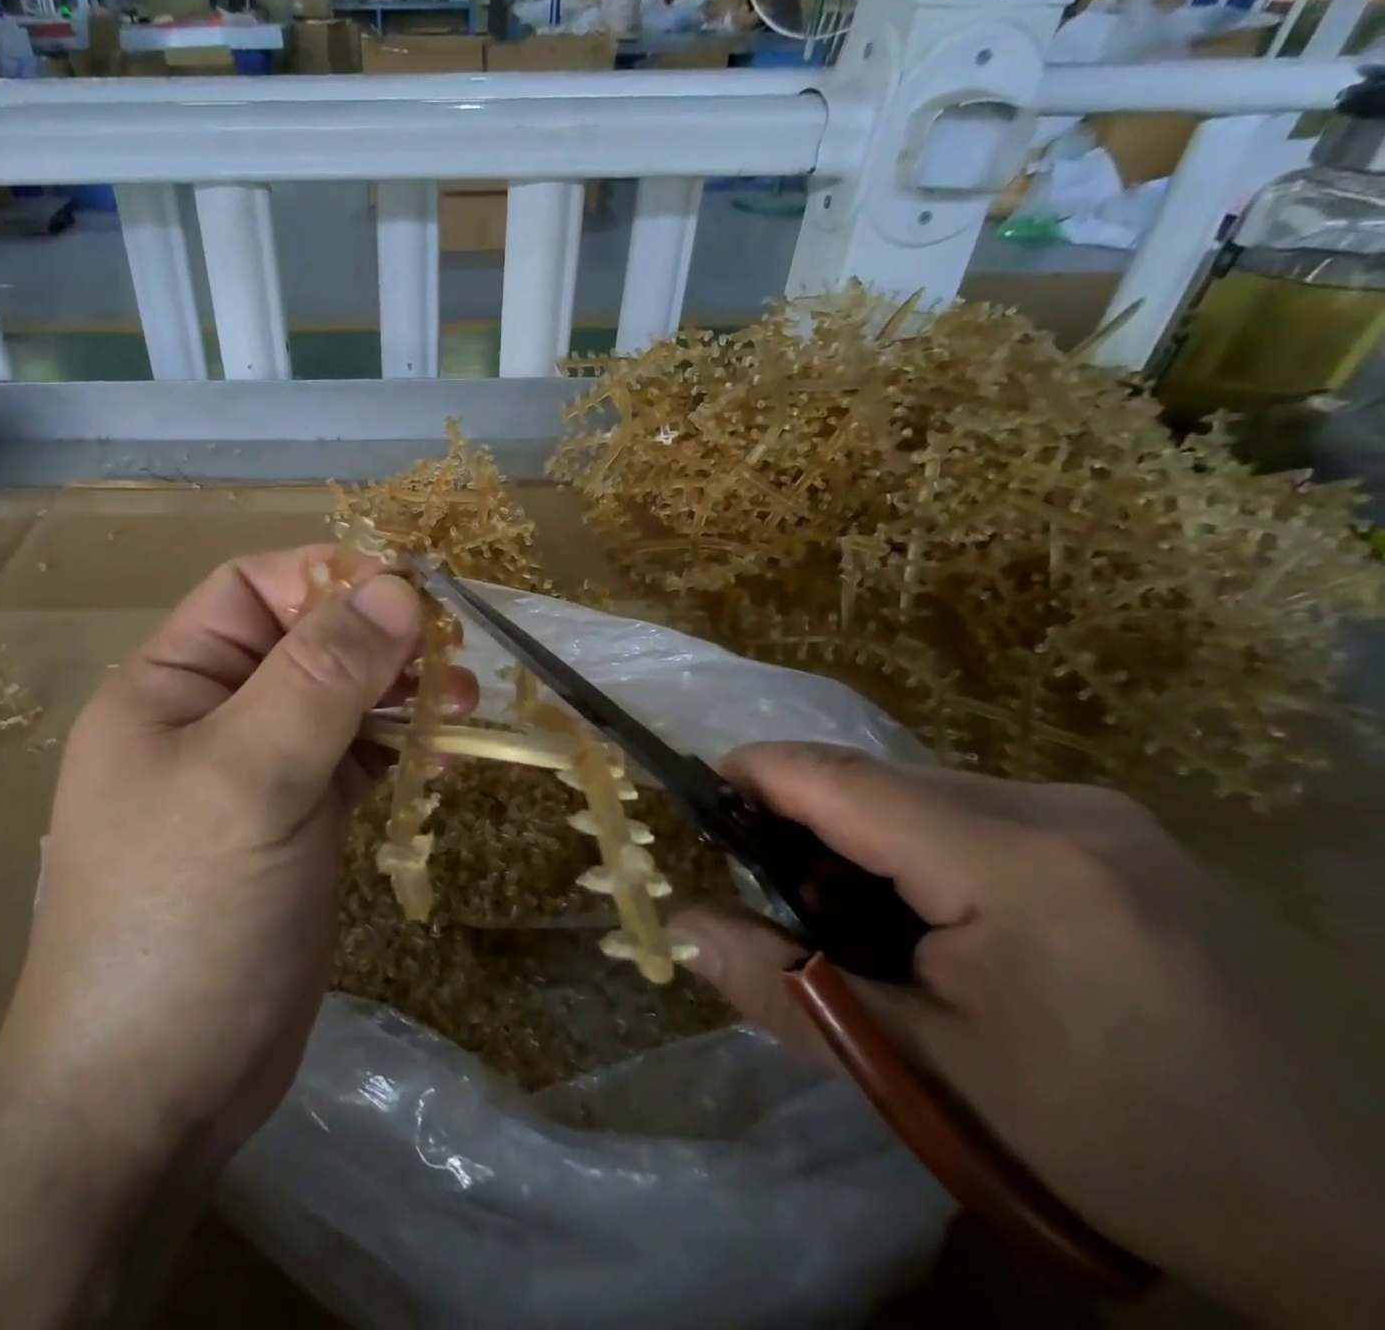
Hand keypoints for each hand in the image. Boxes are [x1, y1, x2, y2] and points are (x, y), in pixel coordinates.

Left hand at [0, 546, 462, 1174]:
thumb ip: (322, 675)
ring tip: (462, 704)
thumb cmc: (184, 917)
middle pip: (307, 642)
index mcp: (173, 683)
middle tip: (453, 659)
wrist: (153, 1093)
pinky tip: (441, 761)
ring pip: (339, 701)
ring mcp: (257, 772)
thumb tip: (398, 588)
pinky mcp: (297, 822)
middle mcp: (212, 715)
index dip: (330, 578)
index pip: (255, 590)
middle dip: (380, 641)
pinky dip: (398, 750)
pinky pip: (354, 759)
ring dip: (400, 695)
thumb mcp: (250, 777)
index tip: (412, 595)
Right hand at [671, 744, 1384, 1323]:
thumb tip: (681, 927)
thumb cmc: (1114, 1149)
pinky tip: (940, 923)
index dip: (757, 773)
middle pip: (882, 782)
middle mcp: (1063, 809)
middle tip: (782, 900)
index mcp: (1018, 862)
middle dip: (811, 825)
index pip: (843, 780)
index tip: (697, 792)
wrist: (1347, 1225)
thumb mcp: (927, 1077)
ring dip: (868, 841)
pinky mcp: (1123, 837)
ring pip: (927, 795)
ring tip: (862, 924)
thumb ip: (788, 990)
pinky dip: (926, 850)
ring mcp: (1104, 817)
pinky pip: (979, 813)